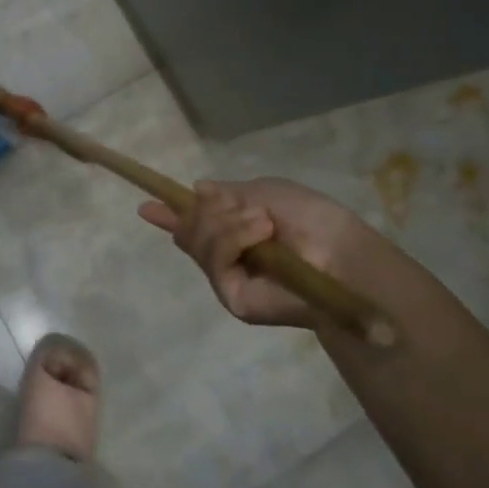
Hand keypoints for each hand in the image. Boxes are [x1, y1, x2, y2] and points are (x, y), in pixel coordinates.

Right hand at [138, 177, 377, 328]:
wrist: (343, 253)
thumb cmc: (312, 219)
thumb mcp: (265, 192)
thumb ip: (227, 194)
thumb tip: (196, 190)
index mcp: (233, 233)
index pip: (192, 226)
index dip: (168, 215)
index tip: (145, 206)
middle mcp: (226, 258)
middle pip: (188, 230)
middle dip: (208, 211)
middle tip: (246, 209)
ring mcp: (227, 279)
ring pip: (197, 241)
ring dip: (229, 222)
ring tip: (265, 223)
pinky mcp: (233, 298)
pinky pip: (214, 260)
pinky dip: (234, 238)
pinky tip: (261, 233)